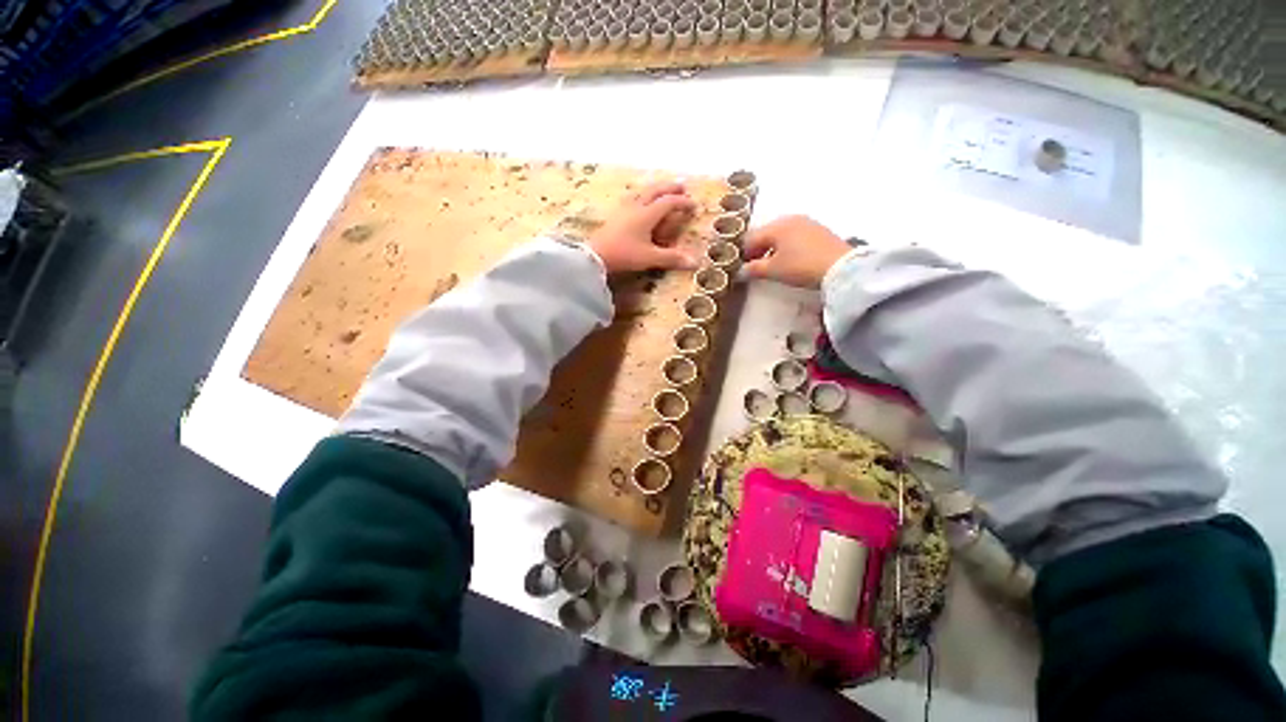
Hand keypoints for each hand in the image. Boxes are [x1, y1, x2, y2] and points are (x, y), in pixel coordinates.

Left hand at [588, 181, 698, 273]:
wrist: (596, 255)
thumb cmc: (624, 255)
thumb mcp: (650, 258)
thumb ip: (671, 258)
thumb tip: (695, 263)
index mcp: (647, 214)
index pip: (668, 203)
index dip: (682, 202)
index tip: (693, 205)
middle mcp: (636, 207)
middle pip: (655, 191)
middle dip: (669, 187)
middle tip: (682, 186)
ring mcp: (624, 209)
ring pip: (642, 192)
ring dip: (655, 188)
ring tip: (662, 189)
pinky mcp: (615, 215)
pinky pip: (632, 197)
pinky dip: (642, 194)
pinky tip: (638, 200)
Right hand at [743, 215, 850, 288]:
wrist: (840, 267)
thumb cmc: (801, 266)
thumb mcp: (774, 270)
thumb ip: (754, 269)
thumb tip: (741, 272)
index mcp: (776, 226)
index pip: (751, 238)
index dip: (743, 254)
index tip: (741, 267)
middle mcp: (790, 219)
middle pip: (765, 233)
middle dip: (757, 249)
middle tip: (754, 266)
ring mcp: (806, 222)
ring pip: (780, 234)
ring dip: (772, 248)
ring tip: (772, 264)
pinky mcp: (818, 230)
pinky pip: (794, 235)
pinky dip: (786, 246)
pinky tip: (789, 259)